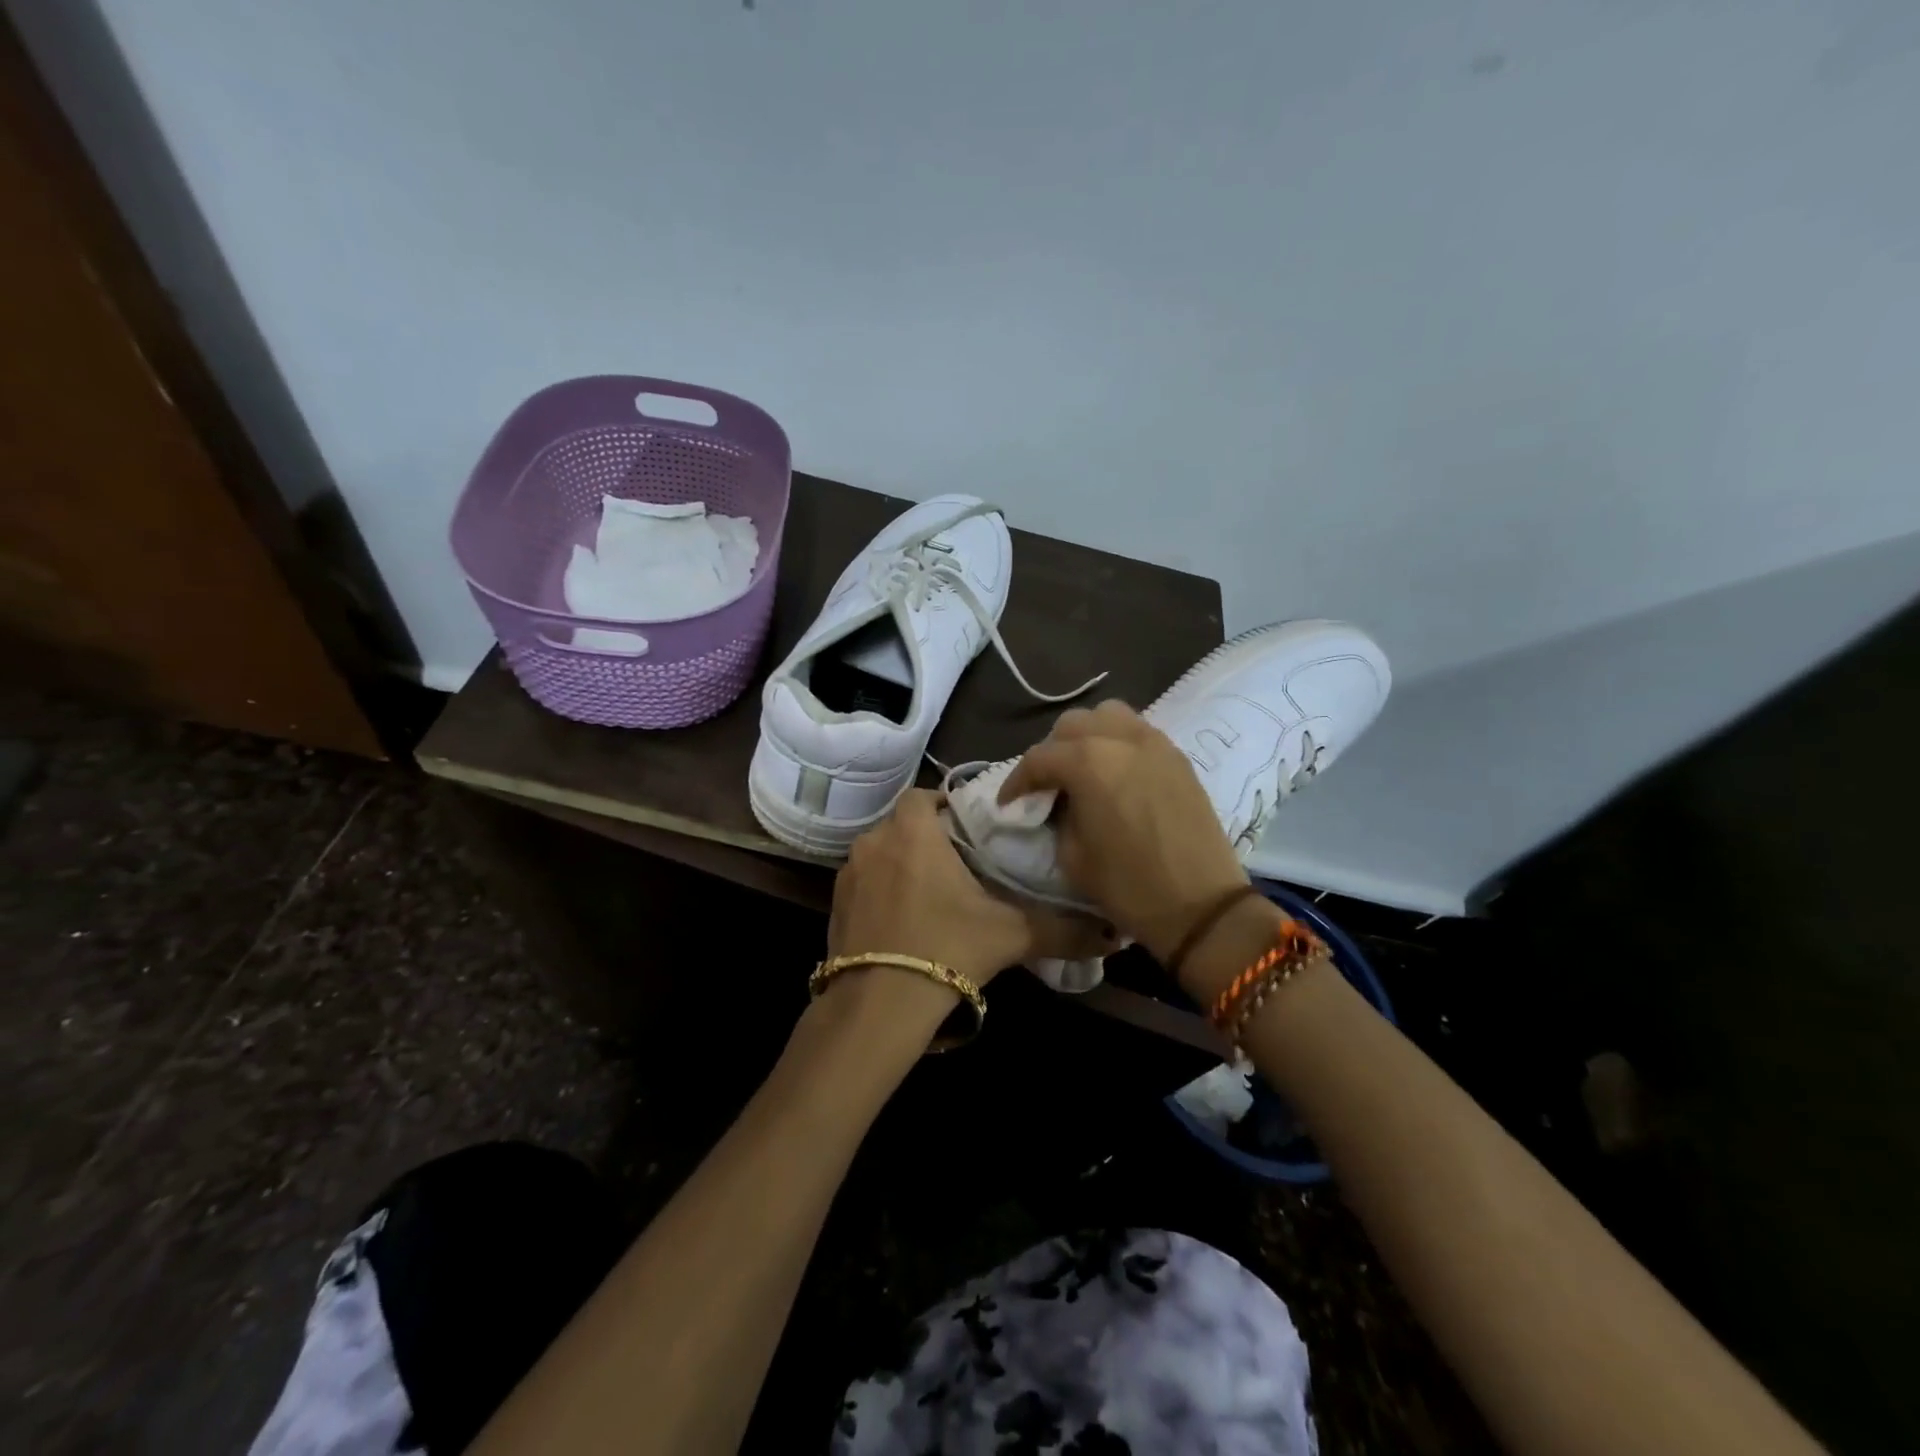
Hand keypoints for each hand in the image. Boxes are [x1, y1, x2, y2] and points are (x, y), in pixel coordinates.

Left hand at [830, 790, 1115, 987]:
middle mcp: (874, 842)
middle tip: (961, 865)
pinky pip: (864, 884)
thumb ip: (1063, 929)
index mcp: (912, 832)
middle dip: (928, 838)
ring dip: (903, 865)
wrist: (877, 1006)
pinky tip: (904, 922)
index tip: (971, 828)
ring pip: (882, 854)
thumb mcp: (1011, 935)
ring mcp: (848, 875)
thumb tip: (1113, 935)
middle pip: (903, 825)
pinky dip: (882, 892)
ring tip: (933, 895)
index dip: (946, 806)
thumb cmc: (946, 948)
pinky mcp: (835, 906)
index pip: (924, 795)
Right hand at [998, 700, 1249, 965]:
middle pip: (1071, 725)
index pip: (1038, 759)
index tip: (1009, 803)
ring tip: (1082, 769)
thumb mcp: (1072, 856)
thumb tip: (1058, 802)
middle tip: (1046, 784)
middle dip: (1052, 752)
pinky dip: (1117, 743)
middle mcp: (1120, 739)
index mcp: (1088, 763)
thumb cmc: (1129, 887)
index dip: (1017, 781)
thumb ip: (1058, 816)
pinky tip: (1114, 773)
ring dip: (1087, 737)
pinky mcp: (1177, 757)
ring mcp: (1154, 743)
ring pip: (1108, 716)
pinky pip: (1137, 732)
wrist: (1202, 906)